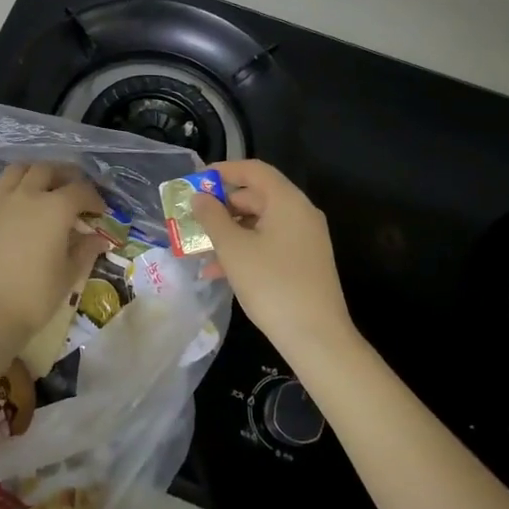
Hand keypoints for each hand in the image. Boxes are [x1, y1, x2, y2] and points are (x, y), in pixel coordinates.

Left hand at [0, 163, 105, 354]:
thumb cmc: (36, 295)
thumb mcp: (69, 274)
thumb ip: (86, 250)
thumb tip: (99, 239)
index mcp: (56, 208)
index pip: (81, 190)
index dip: (94, 198)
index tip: (99, 211)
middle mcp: (28, 195)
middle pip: (48, 170)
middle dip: (65, 176)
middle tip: (73, 191)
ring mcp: (0, 200)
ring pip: (18, 169)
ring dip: (34, 173)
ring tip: (42, 187)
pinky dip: (7, 183)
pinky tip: (13, 196)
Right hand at [191, 160, 357, 365]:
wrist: (317, 338)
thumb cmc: (272, 284)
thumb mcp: (233, 249)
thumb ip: (212, 218)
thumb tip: (199, 197)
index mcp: (287, 201)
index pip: (253, 170)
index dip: (223, 171)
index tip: (195, 181)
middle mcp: (300, 214)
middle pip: (255, 196)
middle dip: (220, 207)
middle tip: (191, 219)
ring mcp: (304, 239)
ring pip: (259, 224)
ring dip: (228, 233)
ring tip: (197, 249)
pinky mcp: (303, 262)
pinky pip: (268, 244)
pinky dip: (244, 250)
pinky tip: (217, 272)